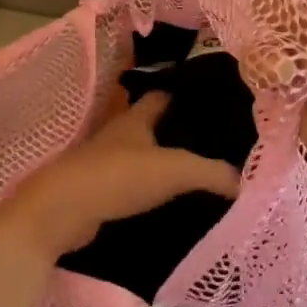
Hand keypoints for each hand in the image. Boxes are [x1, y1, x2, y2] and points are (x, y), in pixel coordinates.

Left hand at [7, 92, 239, 261]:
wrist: (62, 212)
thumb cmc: (118, 177)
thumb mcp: (174, 170)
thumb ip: (211, 172)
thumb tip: (243, 181)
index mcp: (135, 118)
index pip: (162, 95)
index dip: (184, 94)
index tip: (210, 101)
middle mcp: (118, 133)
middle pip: (150, 124)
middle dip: (175, 129)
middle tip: (211, 139)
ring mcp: (104, 162)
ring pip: (139, 154)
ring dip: (160, 159)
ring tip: (194, 170)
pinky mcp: (96, 190)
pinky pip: (129, 183)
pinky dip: (146, 187)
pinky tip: (167, 200)